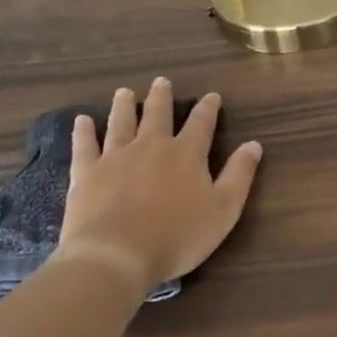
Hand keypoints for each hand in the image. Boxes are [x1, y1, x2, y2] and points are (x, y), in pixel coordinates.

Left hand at [58, 79, 262, 293]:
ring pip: (121, 123)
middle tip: (161, 81)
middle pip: (158, 114)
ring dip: (124, 106)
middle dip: (161, 97)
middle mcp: (152, 146)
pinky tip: (82, 120)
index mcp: (187, 154)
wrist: (117, 255)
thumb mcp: (224, 209)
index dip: (208, 108)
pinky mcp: (86, 173)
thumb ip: (239, 174)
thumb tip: (254, 144)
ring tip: (124, 92)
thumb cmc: (178, 236)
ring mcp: (116, 157)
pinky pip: (85, 145)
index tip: (212, 96)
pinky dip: (84, 131)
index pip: (202, 123)